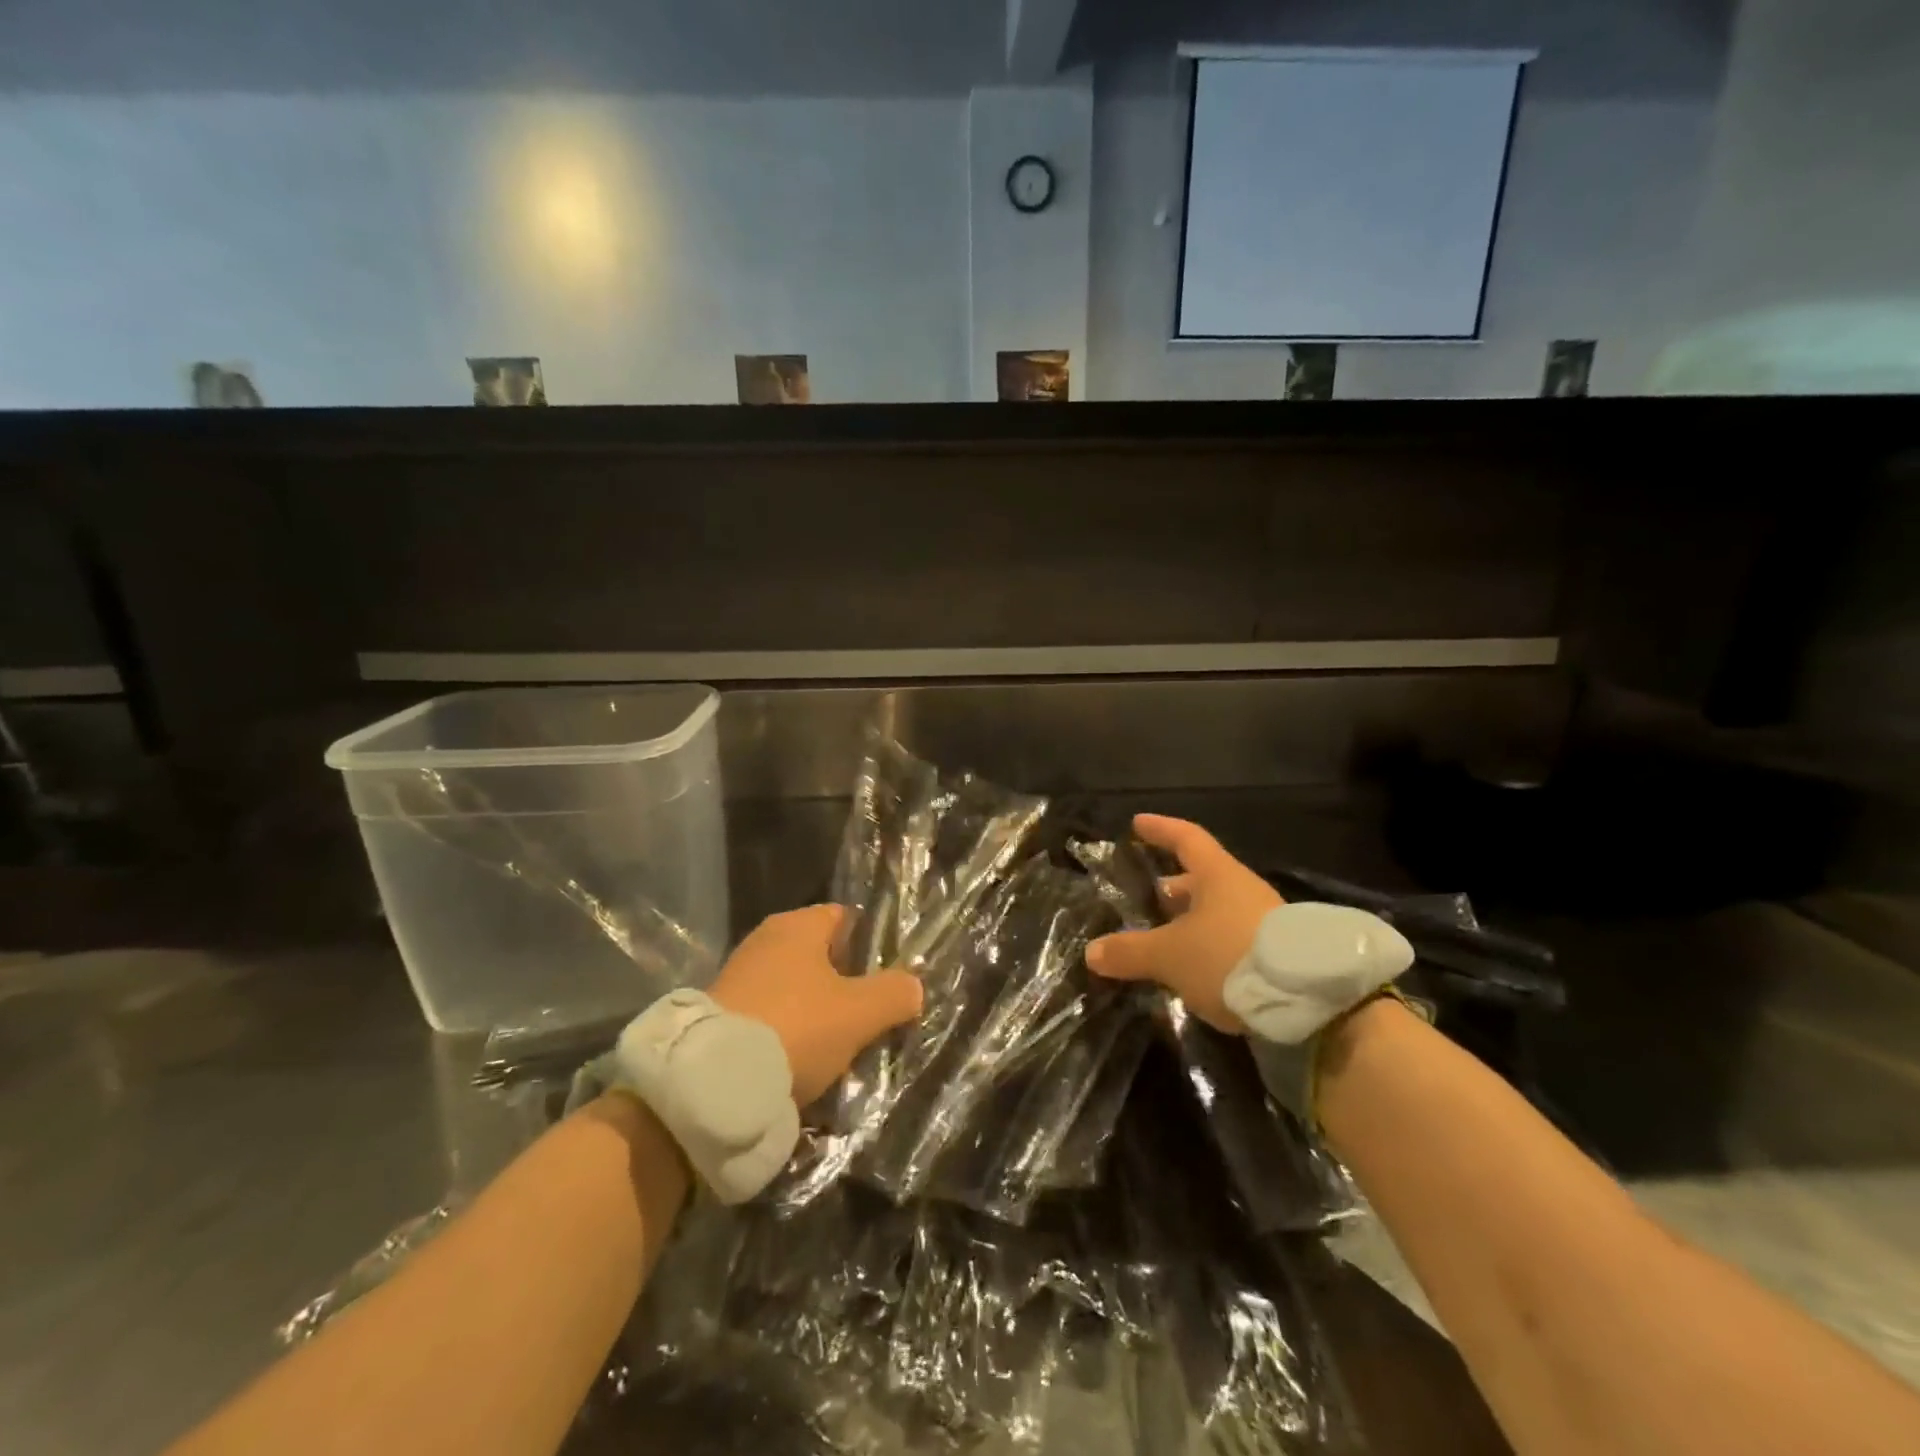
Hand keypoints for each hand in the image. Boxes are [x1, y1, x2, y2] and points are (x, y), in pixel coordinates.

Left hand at [709, 904, 923, 1105]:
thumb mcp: (860, 1012)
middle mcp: (766, 941)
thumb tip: (913, 986)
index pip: (846, 919)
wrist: (713, 1082)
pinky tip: (803, 1062)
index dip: (872, 945)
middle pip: (821, 957)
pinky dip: (789, 1035)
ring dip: (817, 1015)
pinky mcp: (722, 1015)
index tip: (890, 977)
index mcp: (798, 925)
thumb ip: (894, 993)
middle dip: (846, 985)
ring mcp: (740, 977)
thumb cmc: (796, 1028)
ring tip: (841, 1048)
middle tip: (871, 1017)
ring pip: (796, 991)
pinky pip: (771, 1017)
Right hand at [1085, 814, 1282, 1033]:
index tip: (1137, 823)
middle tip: (1149, 894)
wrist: (1312, 1001)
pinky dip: (1209, 947)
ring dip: (1192, 921)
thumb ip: (1130, 951)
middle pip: (1203, 878)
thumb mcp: (1170, 956)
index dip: (1160, 829)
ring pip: (1219, 912)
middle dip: (1174, 885)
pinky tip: (1194, 969)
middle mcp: (1244, 891)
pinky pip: (1232, 939)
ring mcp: (1265, 922)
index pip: (1186, 838)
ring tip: (1165, 938)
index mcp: (1218, 875)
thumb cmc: (1230, 956)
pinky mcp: (1278, 955)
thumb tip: (1091, 951)